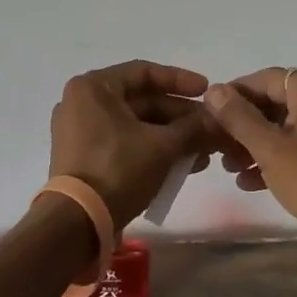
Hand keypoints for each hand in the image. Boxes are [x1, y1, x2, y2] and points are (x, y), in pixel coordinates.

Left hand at [48, 61, 215, 228]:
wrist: (77, 224)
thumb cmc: (118, 170)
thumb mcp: (162, 146)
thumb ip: (193, 128)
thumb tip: (220, 121)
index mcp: (93, 88)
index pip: (144, 72)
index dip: (180, 80)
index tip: (207, 91)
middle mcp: (83, 103)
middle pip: (142, 101)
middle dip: (181, 117)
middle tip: (212, 129)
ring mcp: (81, 131)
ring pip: (137, 125)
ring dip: (172, 136)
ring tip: (205, 152)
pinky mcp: (85, 157)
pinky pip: (125, 143)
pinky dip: (153, 150)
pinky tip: (184, 165)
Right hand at [202, 69, 296, 249]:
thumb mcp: (269, 147)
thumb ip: (238, 117)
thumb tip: (214, 90)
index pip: (265, 79)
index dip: (235, 93)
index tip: (210, 113)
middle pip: (275, 103)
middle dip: (243, 125)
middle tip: (217, 145)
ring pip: (285, 128)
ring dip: (255, 144)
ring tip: (230, 167)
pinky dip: (275, 159)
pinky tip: (250, 182)